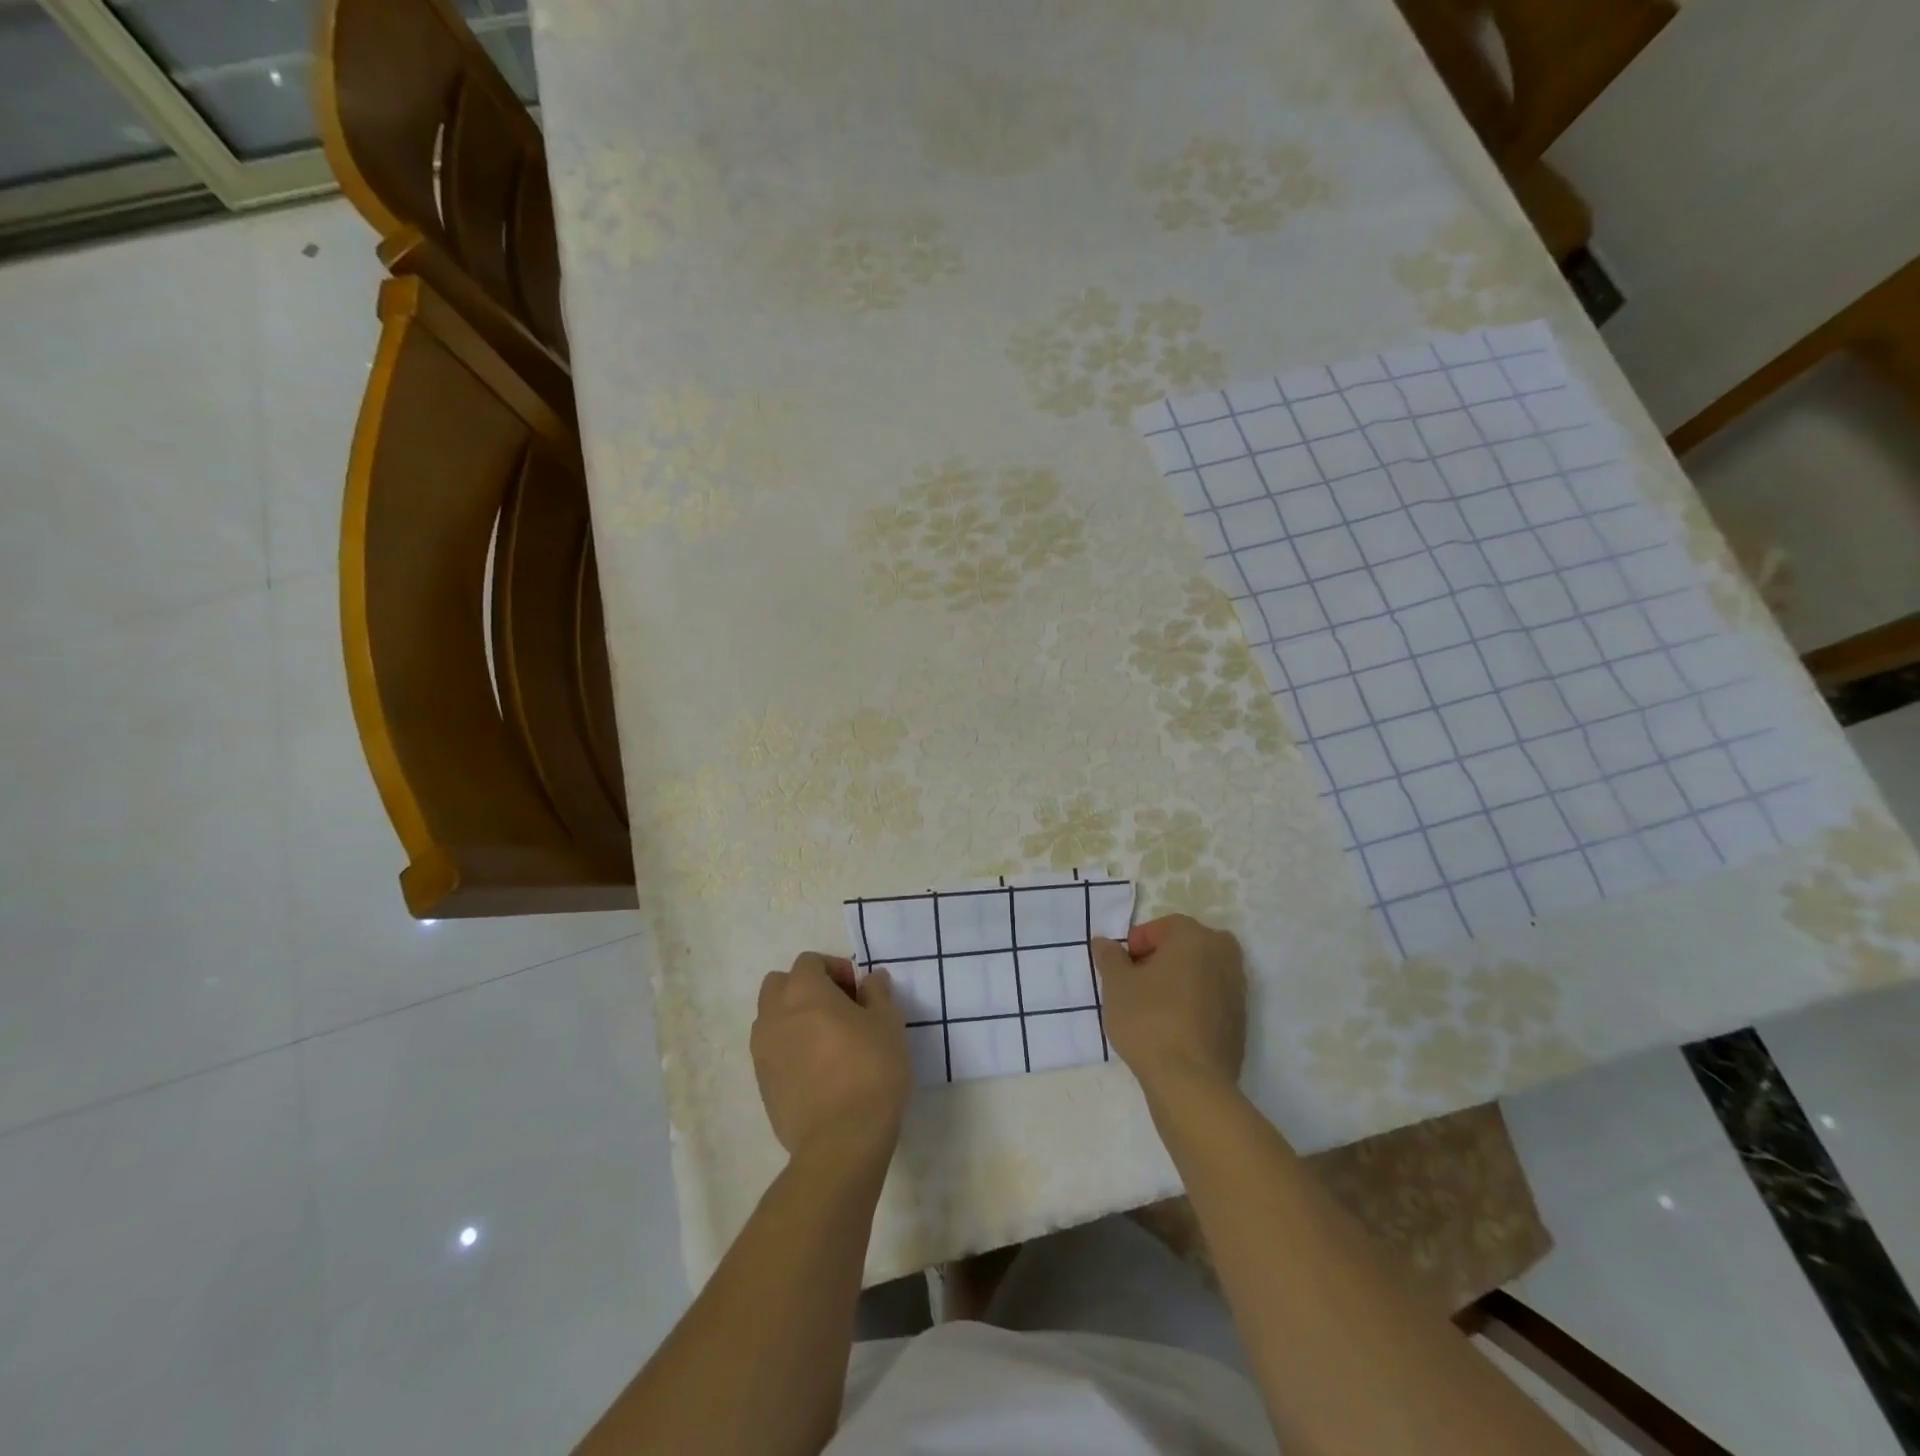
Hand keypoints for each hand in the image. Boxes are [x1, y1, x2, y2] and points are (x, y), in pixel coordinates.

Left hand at [752, 953, 909, 1163]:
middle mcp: (774, 1015)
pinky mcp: (762, 1084)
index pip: (809, 961)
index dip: (834, 969)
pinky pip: (771, 1051)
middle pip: (779, 984)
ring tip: (825, 1040)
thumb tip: (871, 979)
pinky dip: (788, 1048)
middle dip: (805, 988)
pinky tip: (817, 1070)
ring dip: (793, 1018)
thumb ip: (877, 993)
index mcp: (803, 992)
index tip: (857, 991)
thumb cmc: (870, 1070)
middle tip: (838, 1009)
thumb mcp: (888, 1024)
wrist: (841, 1141)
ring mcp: (762, 1051)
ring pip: (770, 1018)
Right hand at [1091, 915, 1245, 1092]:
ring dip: (1179, 981)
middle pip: (1186, 947)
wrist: (1191, 1082)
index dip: (1136, 944)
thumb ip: (1109, 957)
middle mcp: (1223, 955)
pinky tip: (1172, 1028)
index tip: (1121, 969)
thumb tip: (1104, 942)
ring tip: (1152, 1007)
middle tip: (1137, 983)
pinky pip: (1211, 1001)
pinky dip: (1193, 1005)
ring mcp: (1237, 990)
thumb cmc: (1149, 1020)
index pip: (1161, 927)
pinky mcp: (1241, 1022)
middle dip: (1161, 959)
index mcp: (1195, 937)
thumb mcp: (1116, 984)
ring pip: (1201, 973)